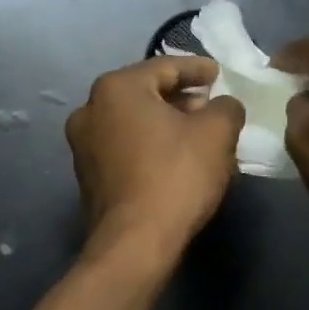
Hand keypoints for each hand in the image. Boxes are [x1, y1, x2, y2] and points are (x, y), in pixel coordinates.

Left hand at [65, 56, 243, 264]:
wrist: (135, 242)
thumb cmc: (176, 175)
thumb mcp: (216, 133)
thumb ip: (226, 107)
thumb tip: (223, 105)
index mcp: (116, 88)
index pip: (166, 67)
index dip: (198, 69)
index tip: (220, 74)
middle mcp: (90, 108)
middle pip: (146, 93)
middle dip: (182, 99)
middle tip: (212, 106)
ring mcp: (83, 144)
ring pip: (134, 122)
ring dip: (166, 124)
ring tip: (199, 135)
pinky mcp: (87, 175)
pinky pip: (125, 147)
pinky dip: (150, 146)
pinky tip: (176, 159)